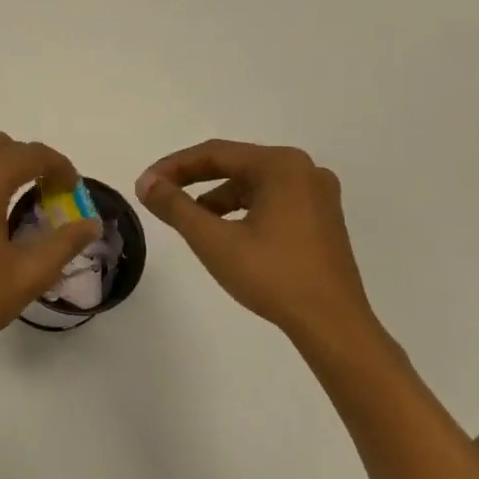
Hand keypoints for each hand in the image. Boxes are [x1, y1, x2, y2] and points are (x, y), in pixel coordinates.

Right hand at [136, 141, 381, 349]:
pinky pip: (271, 200)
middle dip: (193, 179)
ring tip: (189, 220)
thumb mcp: (214, 241)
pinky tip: (225, 232)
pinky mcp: (322, 218)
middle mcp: (304, 170)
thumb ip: (175, 206)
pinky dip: (242, 210)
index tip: (145, 184)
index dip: (174, 166)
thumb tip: (145, 183)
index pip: (215, 153)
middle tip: (159, 195)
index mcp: (281, 166)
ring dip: (216, 197)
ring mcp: (318, 194)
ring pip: (252, 184)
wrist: (333, 325)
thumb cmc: (273, 276)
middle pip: (235, 164)